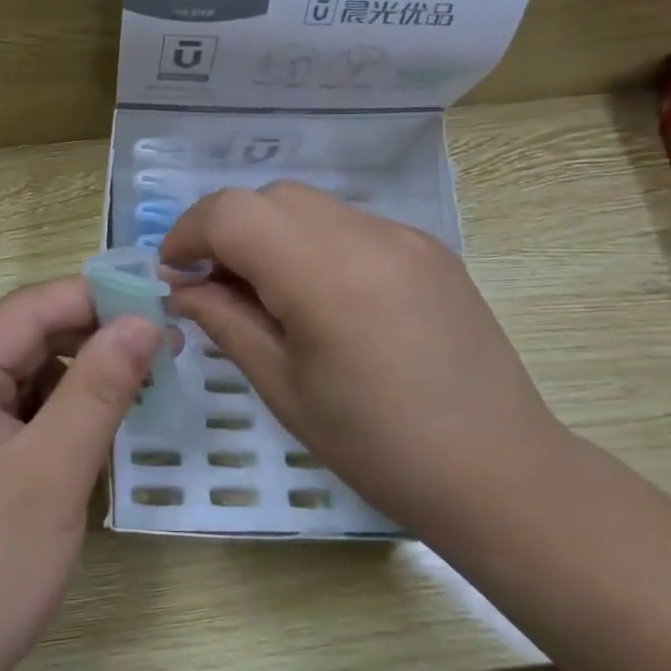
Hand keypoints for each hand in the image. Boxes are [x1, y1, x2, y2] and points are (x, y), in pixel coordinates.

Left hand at [0, 278, 163, 670]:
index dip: (96, 298)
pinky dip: (64, 413)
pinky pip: (23, 413)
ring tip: (144, 386)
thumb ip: (99, 387)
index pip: (30, 306)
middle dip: (95, 337)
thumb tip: (144, 320)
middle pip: (28, 336)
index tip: (161, 307)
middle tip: (165, 350)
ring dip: (83, 376)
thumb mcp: (53, 469)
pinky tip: (101, 429)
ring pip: (30, 374)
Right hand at [160, 182, 562, 518]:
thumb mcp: (282, 386)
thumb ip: (225, 321)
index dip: (188, 234)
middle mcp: (365, 234)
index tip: (173, 273)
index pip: (231, 213)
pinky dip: (314, 244)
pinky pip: (351, 226)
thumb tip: (181, 288)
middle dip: (227, 230)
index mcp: (322, 272)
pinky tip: (322, 299)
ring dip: (270, 234)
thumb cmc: (375, 444)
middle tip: (215, 287)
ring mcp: (404, 237)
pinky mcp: (430, 250)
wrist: (498, 472)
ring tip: (267, 294)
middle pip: (269, 198)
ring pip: (310, 206)